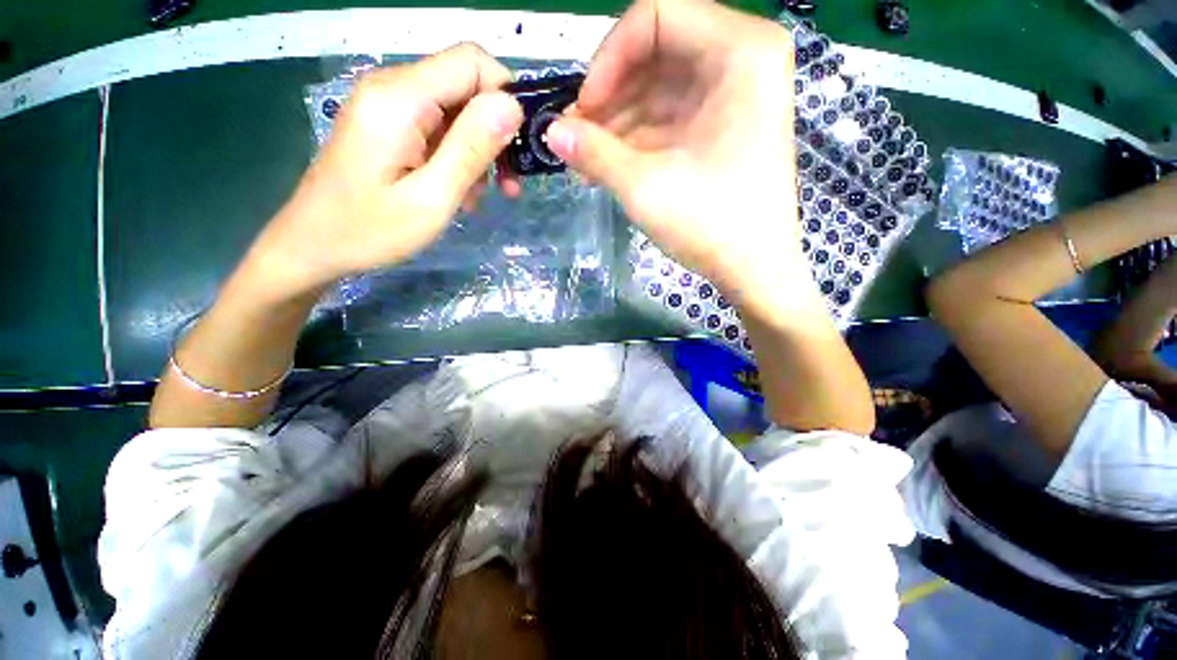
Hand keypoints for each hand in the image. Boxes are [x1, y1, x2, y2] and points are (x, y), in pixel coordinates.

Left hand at [246, 44, 523, 296]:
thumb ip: (471, 148)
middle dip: (496, 132)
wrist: (314, 244)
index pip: (472, 61)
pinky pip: (439, 127)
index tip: (519, 147)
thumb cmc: (370, 230)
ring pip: (457, 109)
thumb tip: (512, 106)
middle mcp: (393, 86)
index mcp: (400, 97)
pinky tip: (459, 191)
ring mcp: (389, 104)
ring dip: (479, 150)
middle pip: (466, 85)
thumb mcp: (431, 198)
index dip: (505, 96)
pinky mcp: (389, 123)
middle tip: (507, 185)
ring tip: (479, 196)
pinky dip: (458, 156)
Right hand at [545, 0, 804, 315]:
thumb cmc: (711, 225)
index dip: (608, 59)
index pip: (654, 17)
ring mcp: (734, 95)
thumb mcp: (645, 186)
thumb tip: (550, 131)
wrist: (754, 270)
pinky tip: (609, 163)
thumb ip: (593, 152)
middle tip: (575, 137)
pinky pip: (669, 116)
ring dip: (617, 122)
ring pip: (658, 88)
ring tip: (585, 157)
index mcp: (739, 51)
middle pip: (655, 53)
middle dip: (609, 97)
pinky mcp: (722, 127)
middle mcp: (742, 59)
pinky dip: (636, 137)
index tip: (584, 109)